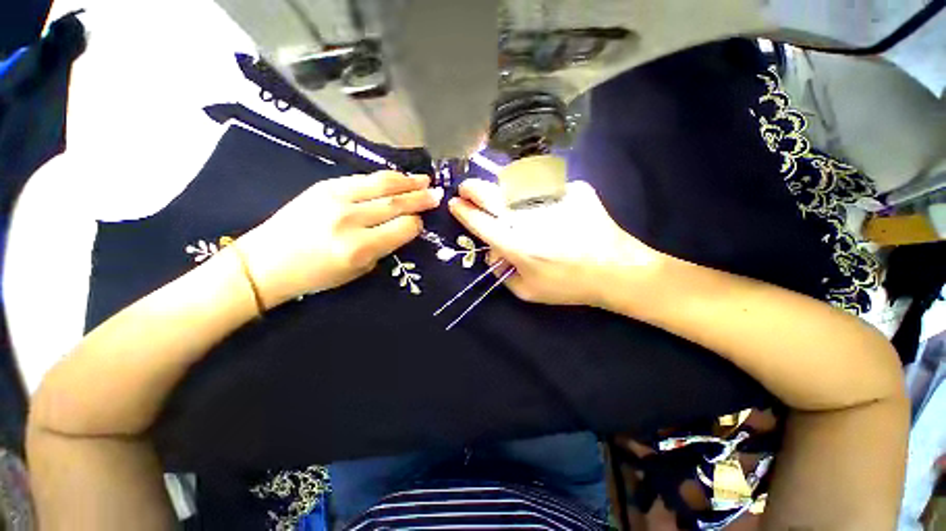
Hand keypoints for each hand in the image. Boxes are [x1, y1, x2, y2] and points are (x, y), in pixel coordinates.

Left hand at [237, 171, 442, 307]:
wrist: (265, 263)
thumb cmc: (315, 276)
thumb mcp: (358, 271)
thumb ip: (384, 247)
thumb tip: (403, 227)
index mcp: (360, 248)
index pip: (403, 228)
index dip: (416, 224)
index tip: (422, 222)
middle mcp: (350, 219)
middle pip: (396, 203)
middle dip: (421, 198)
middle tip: (437, 194)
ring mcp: (335, 198)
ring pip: (382, 184)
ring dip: (407, 181)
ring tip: (424, 179)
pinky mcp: (324, 186)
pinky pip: (363, 178)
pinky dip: (384, 178)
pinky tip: (397, 177)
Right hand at [448, 178, 662, 307]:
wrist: (615, 270)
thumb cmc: (568, 285)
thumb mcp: (527, 292)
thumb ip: (502, 274)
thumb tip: (491, 254)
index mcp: (516, 245)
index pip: (480, 222)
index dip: (464, 211)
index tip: (455, 204)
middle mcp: (529, 218)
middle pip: (491, 194)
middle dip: (472, 188)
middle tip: (466, 188)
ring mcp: (552, 198)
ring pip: (516, 184)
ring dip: (503, 189)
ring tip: (506, 198)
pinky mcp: (573, 189)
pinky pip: (547, 187)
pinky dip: (541, 194)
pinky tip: (551, 207)